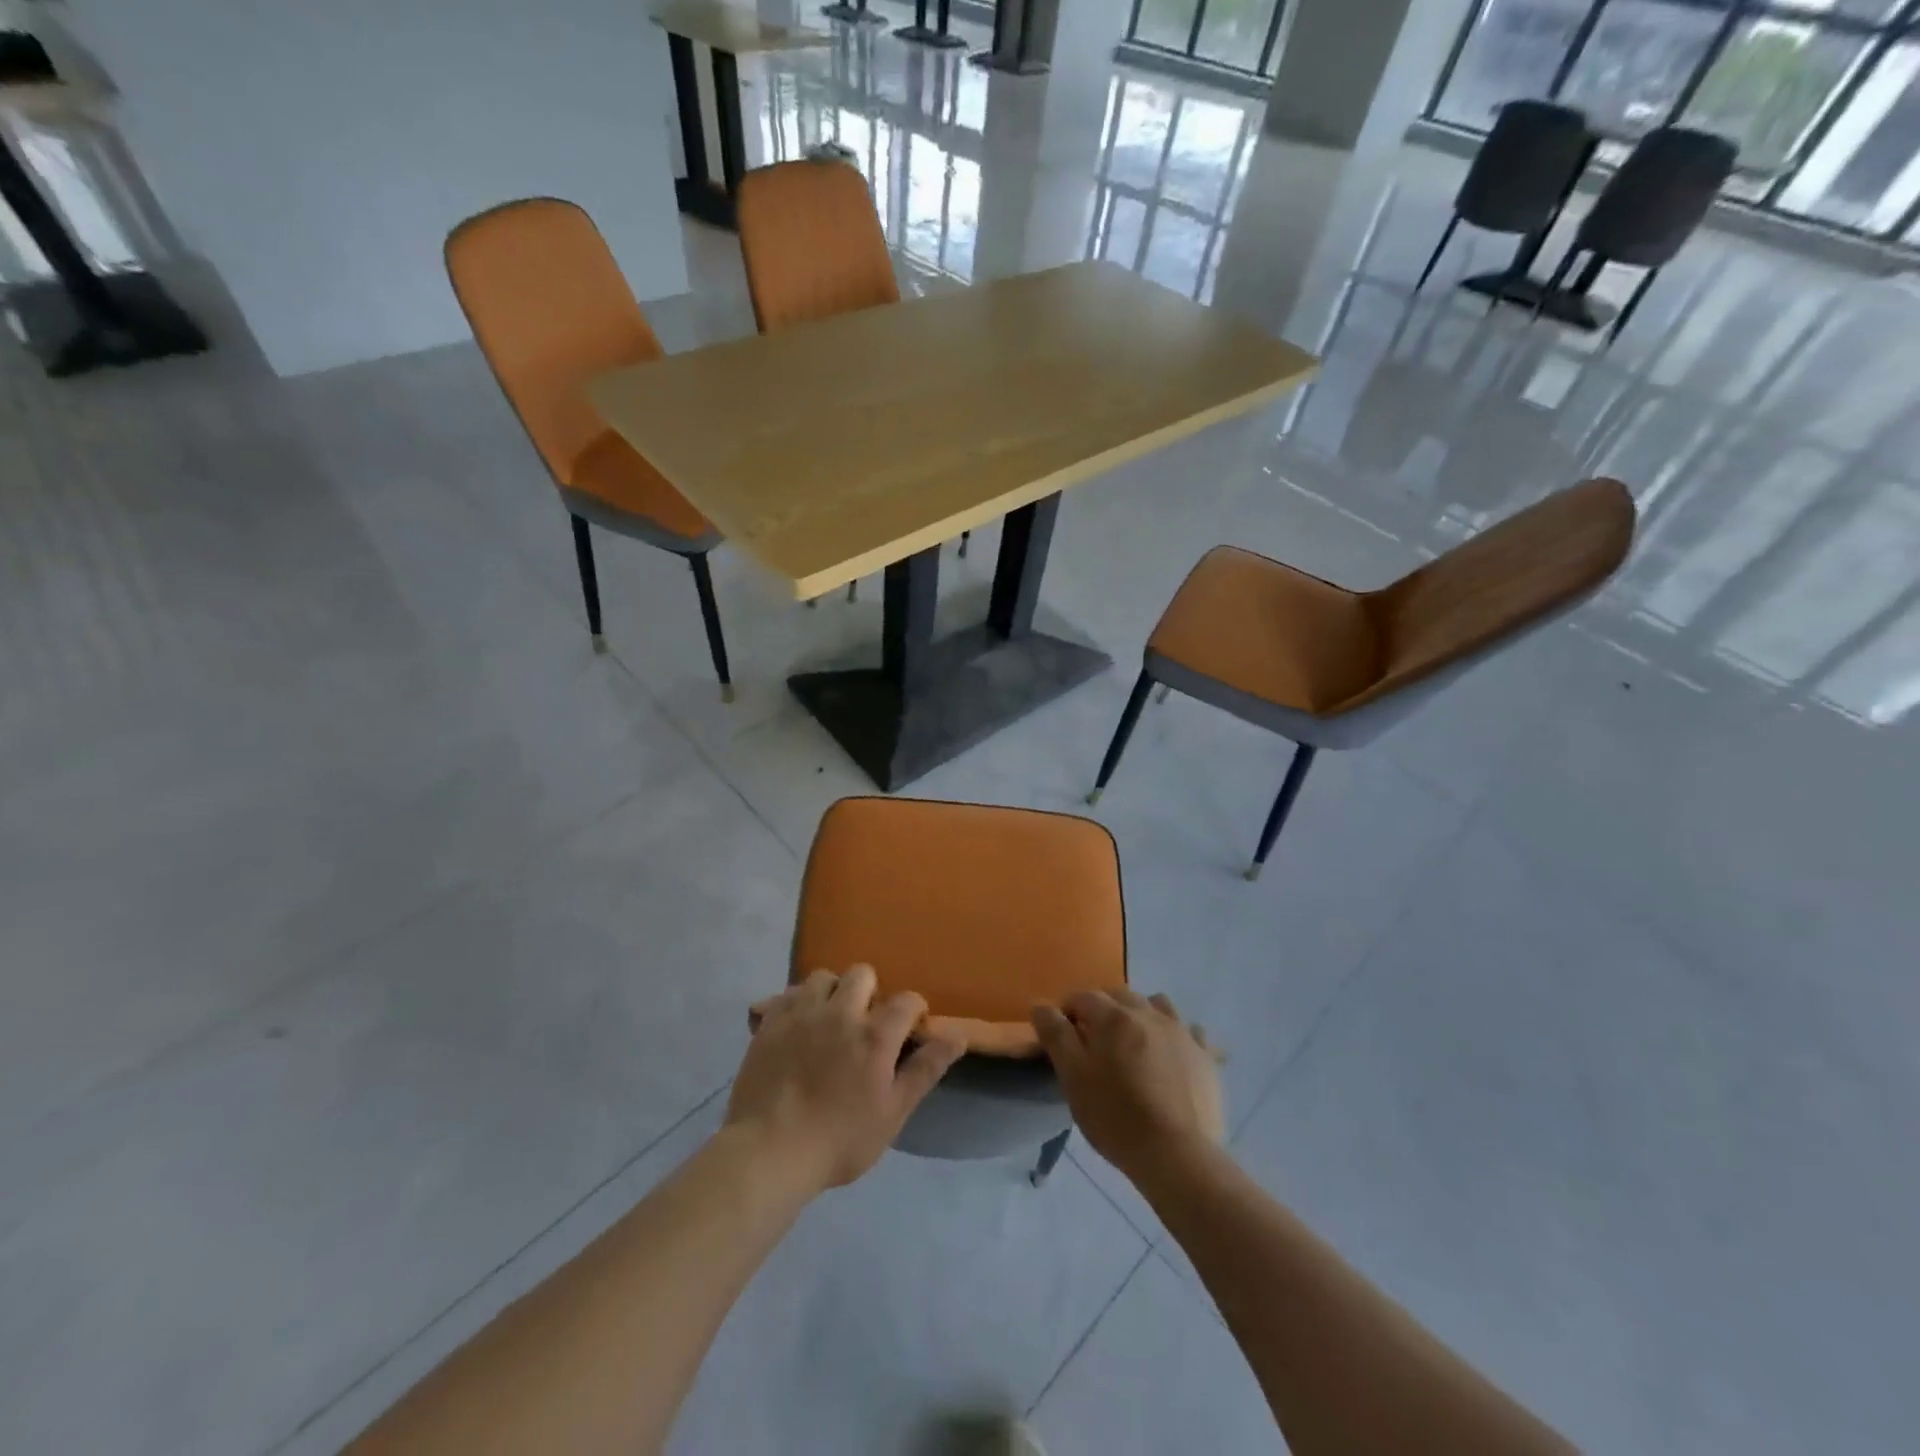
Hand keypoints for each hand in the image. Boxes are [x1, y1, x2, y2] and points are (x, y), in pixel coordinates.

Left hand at [728, 966, 965, 1195]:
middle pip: (862, 973)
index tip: (908, 1032)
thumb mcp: (892, 1113)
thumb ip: (925, 1069)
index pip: (907, 1000)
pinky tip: (796, 1027)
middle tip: (865, 1025)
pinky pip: (786, 994)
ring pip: (822, 977)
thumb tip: (958, 1035)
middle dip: (871, 991)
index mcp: (874, 1033)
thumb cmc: (839, 1140)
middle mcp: (840, 1011)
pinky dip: (797, 1003)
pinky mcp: (769, 1022)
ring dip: (832, 992)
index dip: (913, 1012)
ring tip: (829, 1021)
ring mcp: (801, 1013)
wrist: (768, 1153)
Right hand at [1032, 990, 1224, 1181]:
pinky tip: (1172, 1054)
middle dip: (1103, 1010)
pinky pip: (1190, 1031)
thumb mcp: (1073, 1078)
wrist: (1177, 1155)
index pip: (1082, 998)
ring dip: (1141, 1014)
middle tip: (1095, 1042)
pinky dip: (1177, 1035)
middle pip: (1119, 996)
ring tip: (1134, 1043)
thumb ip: (1056, 1036)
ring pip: (1156, 1004)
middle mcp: (1148, 1013)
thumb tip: (1041, 1006)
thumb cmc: (1116, 1116)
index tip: (1063, 1037)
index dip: (1068, 1012)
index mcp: (1113, 1016)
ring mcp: (1181, 1031)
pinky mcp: (1205, 1055)